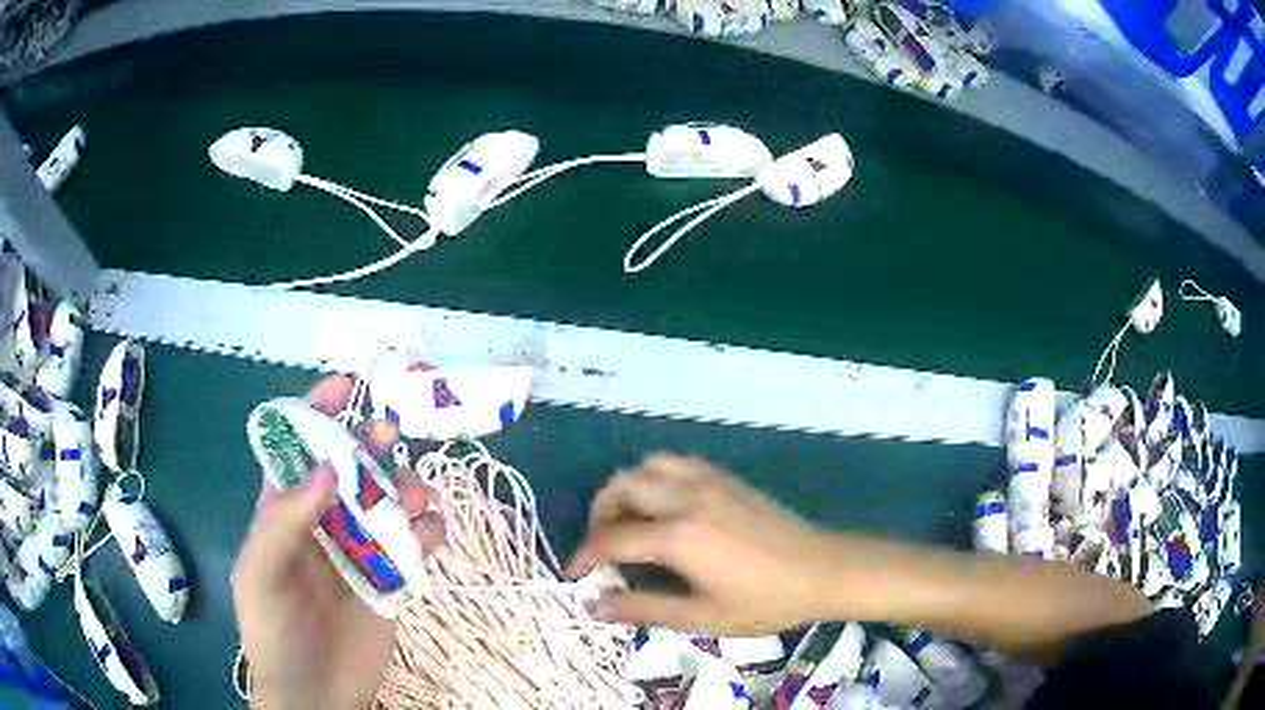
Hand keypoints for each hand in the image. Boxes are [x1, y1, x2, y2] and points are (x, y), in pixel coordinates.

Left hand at [232, 377, 444, 709]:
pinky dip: (430, 530)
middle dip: (369, 444)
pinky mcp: (392, 580)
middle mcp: (323, 524)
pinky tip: (434, 532)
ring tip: (413, 497)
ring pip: (387, 501)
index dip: (317, 414)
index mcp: (284, 513)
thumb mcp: (262, 572)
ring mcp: (360, 552)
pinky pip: (416, 544)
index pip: (298, 452)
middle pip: (350, 469)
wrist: (316, 694)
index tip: (345, 387)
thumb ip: (285, 519)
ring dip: (404, 486)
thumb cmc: (274, 630)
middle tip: (389, 434)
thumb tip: (327, 467)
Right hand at [565, 453, 839, 635]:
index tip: (573, 573)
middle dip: (599, 515)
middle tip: (601, 545)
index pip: (610, 540)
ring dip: (626, 488)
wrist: (821, 569)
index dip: (583, 556)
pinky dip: (656, 476)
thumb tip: (593, 606)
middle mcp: (685, 498)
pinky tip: (665, 503)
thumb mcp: (701, 616)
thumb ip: (643, 609)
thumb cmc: (763, 601)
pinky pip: (676, 462)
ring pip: (647, 466)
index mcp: (677, 537)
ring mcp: (707, 481)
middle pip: (621, 488)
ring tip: (629, 520)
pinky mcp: (726, 477)